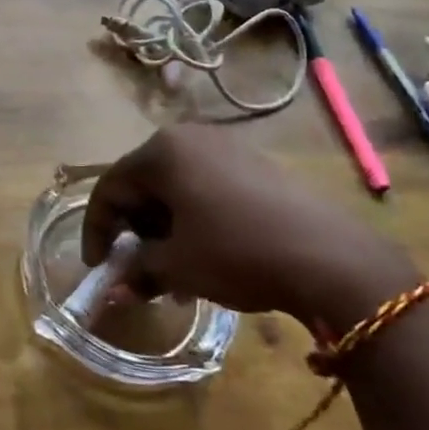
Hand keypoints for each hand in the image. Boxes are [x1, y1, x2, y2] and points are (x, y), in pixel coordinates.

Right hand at [81, 125, 419, 330]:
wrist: (331, 257)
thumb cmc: (237, 252)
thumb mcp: (178, 266)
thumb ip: (136, 272)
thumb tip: (110, 292)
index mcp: (161, 151)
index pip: (110, 187)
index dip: (97, 230)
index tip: (98, 268)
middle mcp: (190, 137)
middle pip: (143, 183)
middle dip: (135, 229)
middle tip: (139, 269)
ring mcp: (227, 147)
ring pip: (176, 187)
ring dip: (166, 228)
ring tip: (175, 270)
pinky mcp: (256, 164)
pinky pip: (207, 187)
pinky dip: (195, 218)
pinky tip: (208, 253)